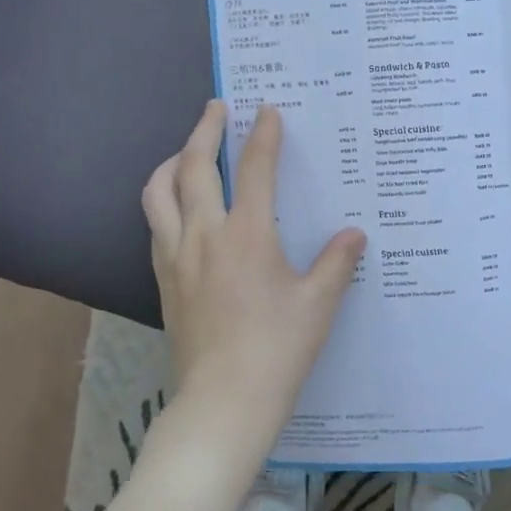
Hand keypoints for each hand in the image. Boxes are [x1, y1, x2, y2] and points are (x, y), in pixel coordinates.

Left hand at [142, 100, 366, 455]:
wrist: (223, 402)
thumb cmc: (277, 349)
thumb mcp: (318, 304)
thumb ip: (337, 262)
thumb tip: (355, 234)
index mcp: (247, 236)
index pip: (254, 170)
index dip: (263, 136)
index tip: (266, 110)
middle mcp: (204, 236)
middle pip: (192, 167)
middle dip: (204, 131)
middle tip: (216, 108)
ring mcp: (176, 258)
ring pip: (158, 193)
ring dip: (170, 162)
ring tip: (184, 152)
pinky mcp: (162, 281)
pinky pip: (154, 226)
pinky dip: (163, 201)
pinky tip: (177, 209)